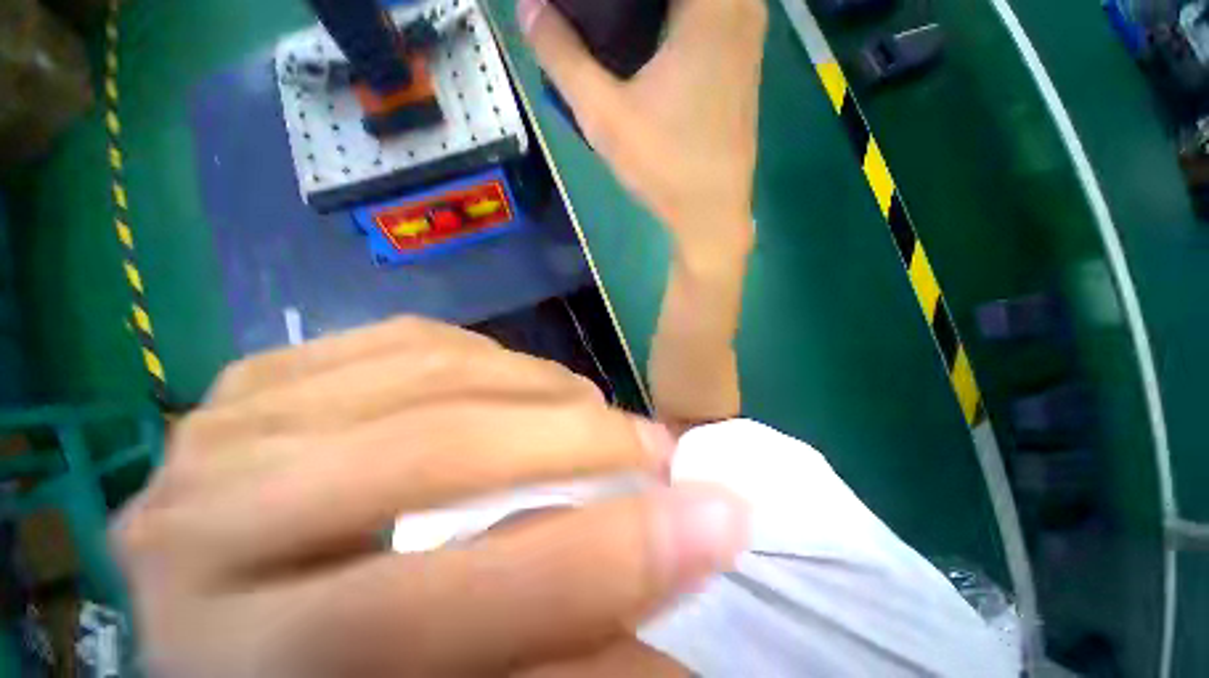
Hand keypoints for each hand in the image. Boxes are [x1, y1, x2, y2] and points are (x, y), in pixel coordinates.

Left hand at [112, 317, 747, 676]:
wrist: (218, 614)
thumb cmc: (321, 674)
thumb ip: (547, 641)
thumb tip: (672, 594)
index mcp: (247, 661)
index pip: (449, 606)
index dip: (612, 559)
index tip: (722, 519)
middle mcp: (209, 532)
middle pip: (437, 454)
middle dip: (581, 444)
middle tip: (657, 445)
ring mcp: (223, 434)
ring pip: (430, 373)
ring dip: (541, 387)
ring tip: (593, 406)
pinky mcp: (255, 381)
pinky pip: (404, 338)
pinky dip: (484, 351)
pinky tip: (518, 376)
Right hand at [519, 0, 766, 258]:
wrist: (711, 211)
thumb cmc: (664, 164)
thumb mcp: (604, 115)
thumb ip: (563, 57)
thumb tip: (529, 7)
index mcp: (709, 4)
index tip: (586, 10)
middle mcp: (738, 5)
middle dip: (628, 1)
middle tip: (593, 16)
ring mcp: (747, 33)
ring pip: (691, 1)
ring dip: (652, 9)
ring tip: (612, 27)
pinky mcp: (744, 60)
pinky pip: (708, 13)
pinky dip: (674, 19)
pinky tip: (646, 43)